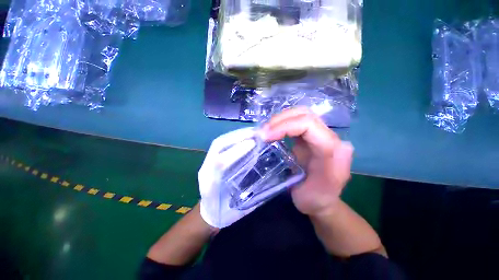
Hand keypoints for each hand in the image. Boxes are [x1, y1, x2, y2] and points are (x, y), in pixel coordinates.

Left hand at [199, 127, 258, 227]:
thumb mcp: (241, 206)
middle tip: (256, 132)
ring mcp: (205, 163)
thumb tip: (270, 172)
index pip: (220, 162)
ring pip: (219, 142)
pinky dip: (234, 137)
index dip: (237, 151)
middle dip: (237, 136)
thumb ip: (254, 189)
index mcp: (210, 185)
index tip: (253, 143)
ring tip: (252, 131)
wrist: (208, 214)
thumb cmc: (226, 214)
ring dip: (236, 134)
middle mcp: (205, 170)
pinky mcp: (209, 159)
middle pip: (218, 146)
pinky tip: (244, 136)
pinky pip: (221, 144)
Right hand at [263, 107, 353, 215]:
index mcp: (332, 149)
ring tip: (266, 131)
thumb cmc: (316, 200)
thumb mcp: (310, 194)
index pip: (308, 123)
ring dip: (280, 120)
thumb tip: (290, 148)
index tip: (265, 136)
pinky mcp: (310, 136)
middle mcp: (329, 136)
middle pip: (304, 114)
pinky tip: (273, 131)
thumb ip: (302, 173)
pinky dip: (282, 123)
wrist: (322, 200)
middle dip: (280, 120)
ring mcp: (320, 134)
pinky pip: (296, 121)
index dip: (284, 126)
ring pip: (300, 114)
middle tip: (263, 132)